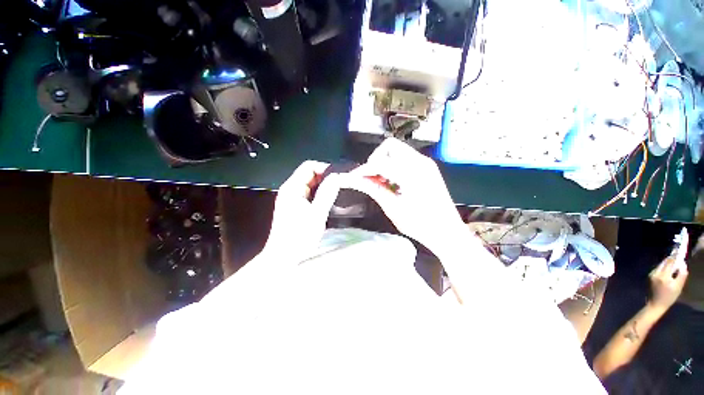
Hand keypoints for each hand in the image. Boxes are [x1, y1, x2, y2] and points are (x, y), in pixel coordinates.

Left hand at [263, 161, 341, 262]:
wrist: (284, 257)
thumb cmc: (299, 237)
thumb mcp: (316, 214)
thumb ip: (327, 193)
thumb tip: (337, 176)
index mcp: (292, 188)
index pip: (309, 166)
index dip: (325, 168)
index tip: (339, 176)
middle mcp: (291, 189)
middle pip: (310, 174)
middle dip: (326, 177)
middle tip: (342, 184)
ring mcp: (292, 198)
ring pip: (311, 184)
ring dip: (324, 185)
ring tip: (339, 191)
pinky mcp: (296, 206)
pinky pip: (310, 193)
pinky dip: (320, 193)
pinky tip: (329, 200)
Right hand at [345, 138, 464, 253]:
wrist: (447, 231)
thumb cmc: (421, 225)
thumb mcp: (393, 208)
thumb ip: (374, 189)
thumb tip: (355, 180)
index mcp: (411, 174)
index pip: (379, 162)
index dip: (363, 170)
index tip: (353, 178)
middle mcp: (420, 162)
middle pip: (389, 146)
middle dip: (375, 159)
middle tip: (370, 177)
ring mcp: (425, 163)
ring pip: (397, 150)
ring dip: (384, 161)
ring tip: (380, 181)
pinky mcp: (427, 167)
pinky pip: (405, 157)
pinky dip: (394, 165)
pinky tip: (392, 181)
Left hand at [649, 253, 688, 310]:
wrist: (655, 304)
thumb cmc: (669, 297)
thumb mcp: (678, 287)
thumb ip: (681, 275)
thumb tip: (683, 264)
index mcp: (663, 276)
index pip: (670, 263)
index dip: (675, 256)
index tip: (679, 251)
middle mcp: (656, 273)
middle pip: (664, 262)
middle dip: (671, 258)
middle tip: (677, 254)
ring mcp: (651, 274)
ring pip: (660, 265)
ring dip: (667, 263)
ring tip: (673, 261)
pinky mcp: (649, 277)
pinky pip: (657, 269)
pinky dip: (663, 267)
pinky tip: (667, 268)